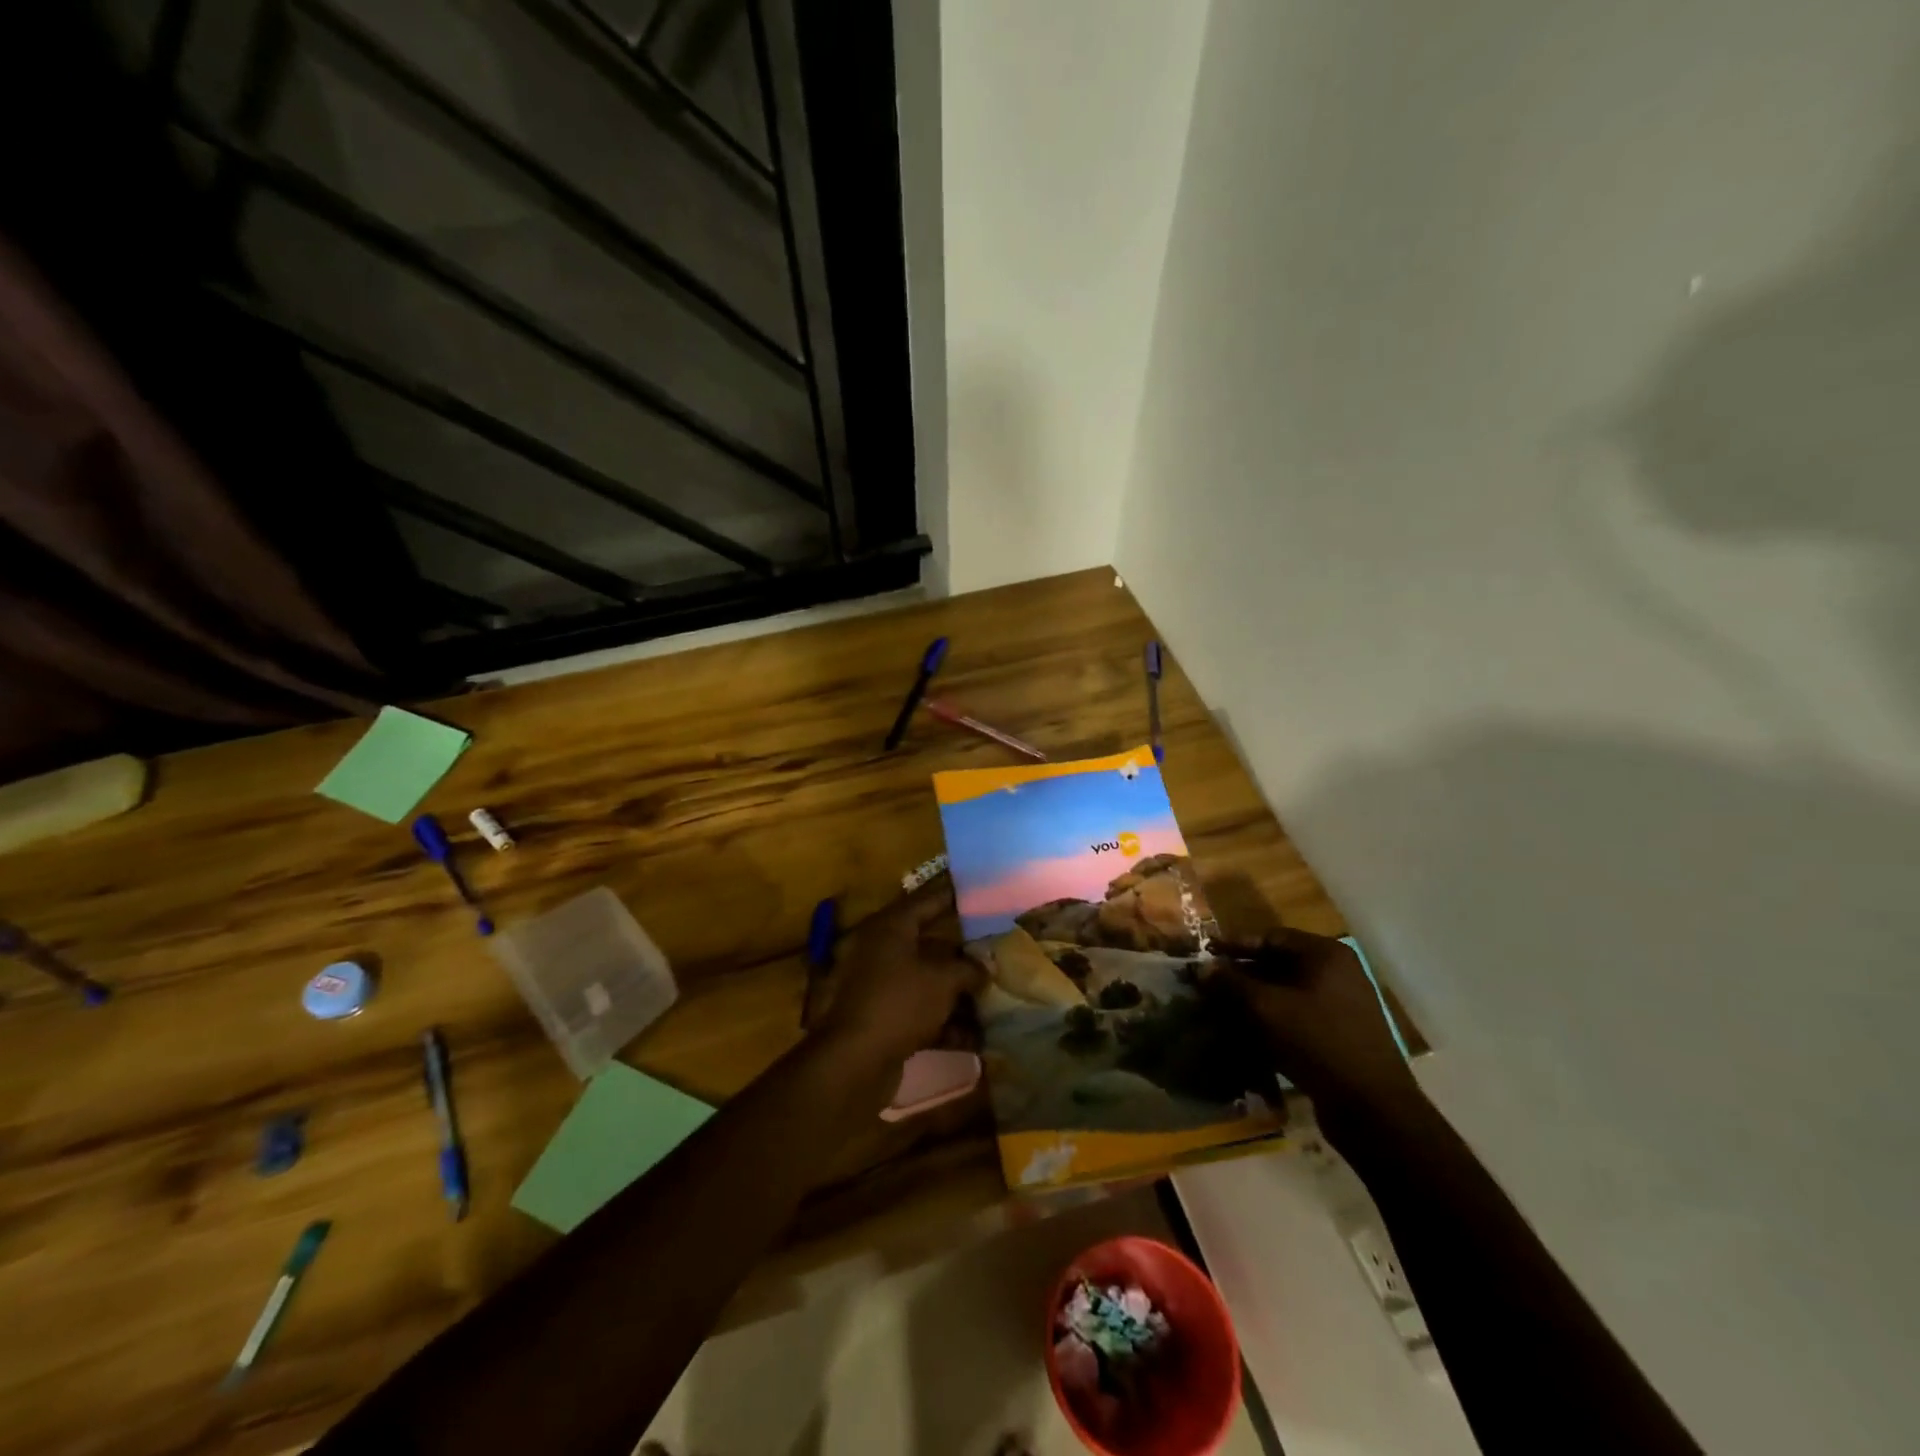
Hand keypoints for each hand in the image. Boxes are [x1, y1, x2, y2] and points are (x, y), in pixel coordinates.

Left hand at [815, 880, 984, 1072]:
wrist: (855, 1061)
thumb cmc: (900, 1002)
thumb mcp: (943, 980)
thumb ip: (969, 968)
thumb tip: (985, 966)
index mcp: (890, 928)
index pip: (927, 902)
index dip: (954, 898)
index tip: (980, 896)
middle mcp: (881, 951)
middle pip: (929, 945)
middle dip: (963, 954)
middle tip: (995, 953)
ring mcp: (880, 987)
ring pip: (926, 982)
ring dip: (958, 994)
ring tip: (993, 1001)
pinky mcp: (883, 1020)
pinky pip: (920, 1013)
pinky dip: (945, 1023)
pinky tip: (976, 1038)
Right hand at [1208, 927, 1418, 1113]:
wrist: (1371, 1108)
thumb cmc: (1318, 1042)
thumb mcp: (1267, 1008)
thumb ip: (1231, 983)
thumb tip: (1202, 968)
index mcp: (1326, 955)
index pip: (1272, 938)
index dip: (1236, 945)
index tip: (1206, 953)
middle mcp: (1337, 974)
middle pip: (1279, 965)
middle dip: (1242, 975)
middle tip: (1208, 984)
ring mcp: (1341, 1006)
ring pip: (1286, 993)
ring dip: (1253, 1000)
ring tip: (1219, 1009)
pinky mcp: (1339, 1035)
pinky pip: (1297, 1017)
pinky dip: (1271, 1020)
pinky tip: (1245, 1033)